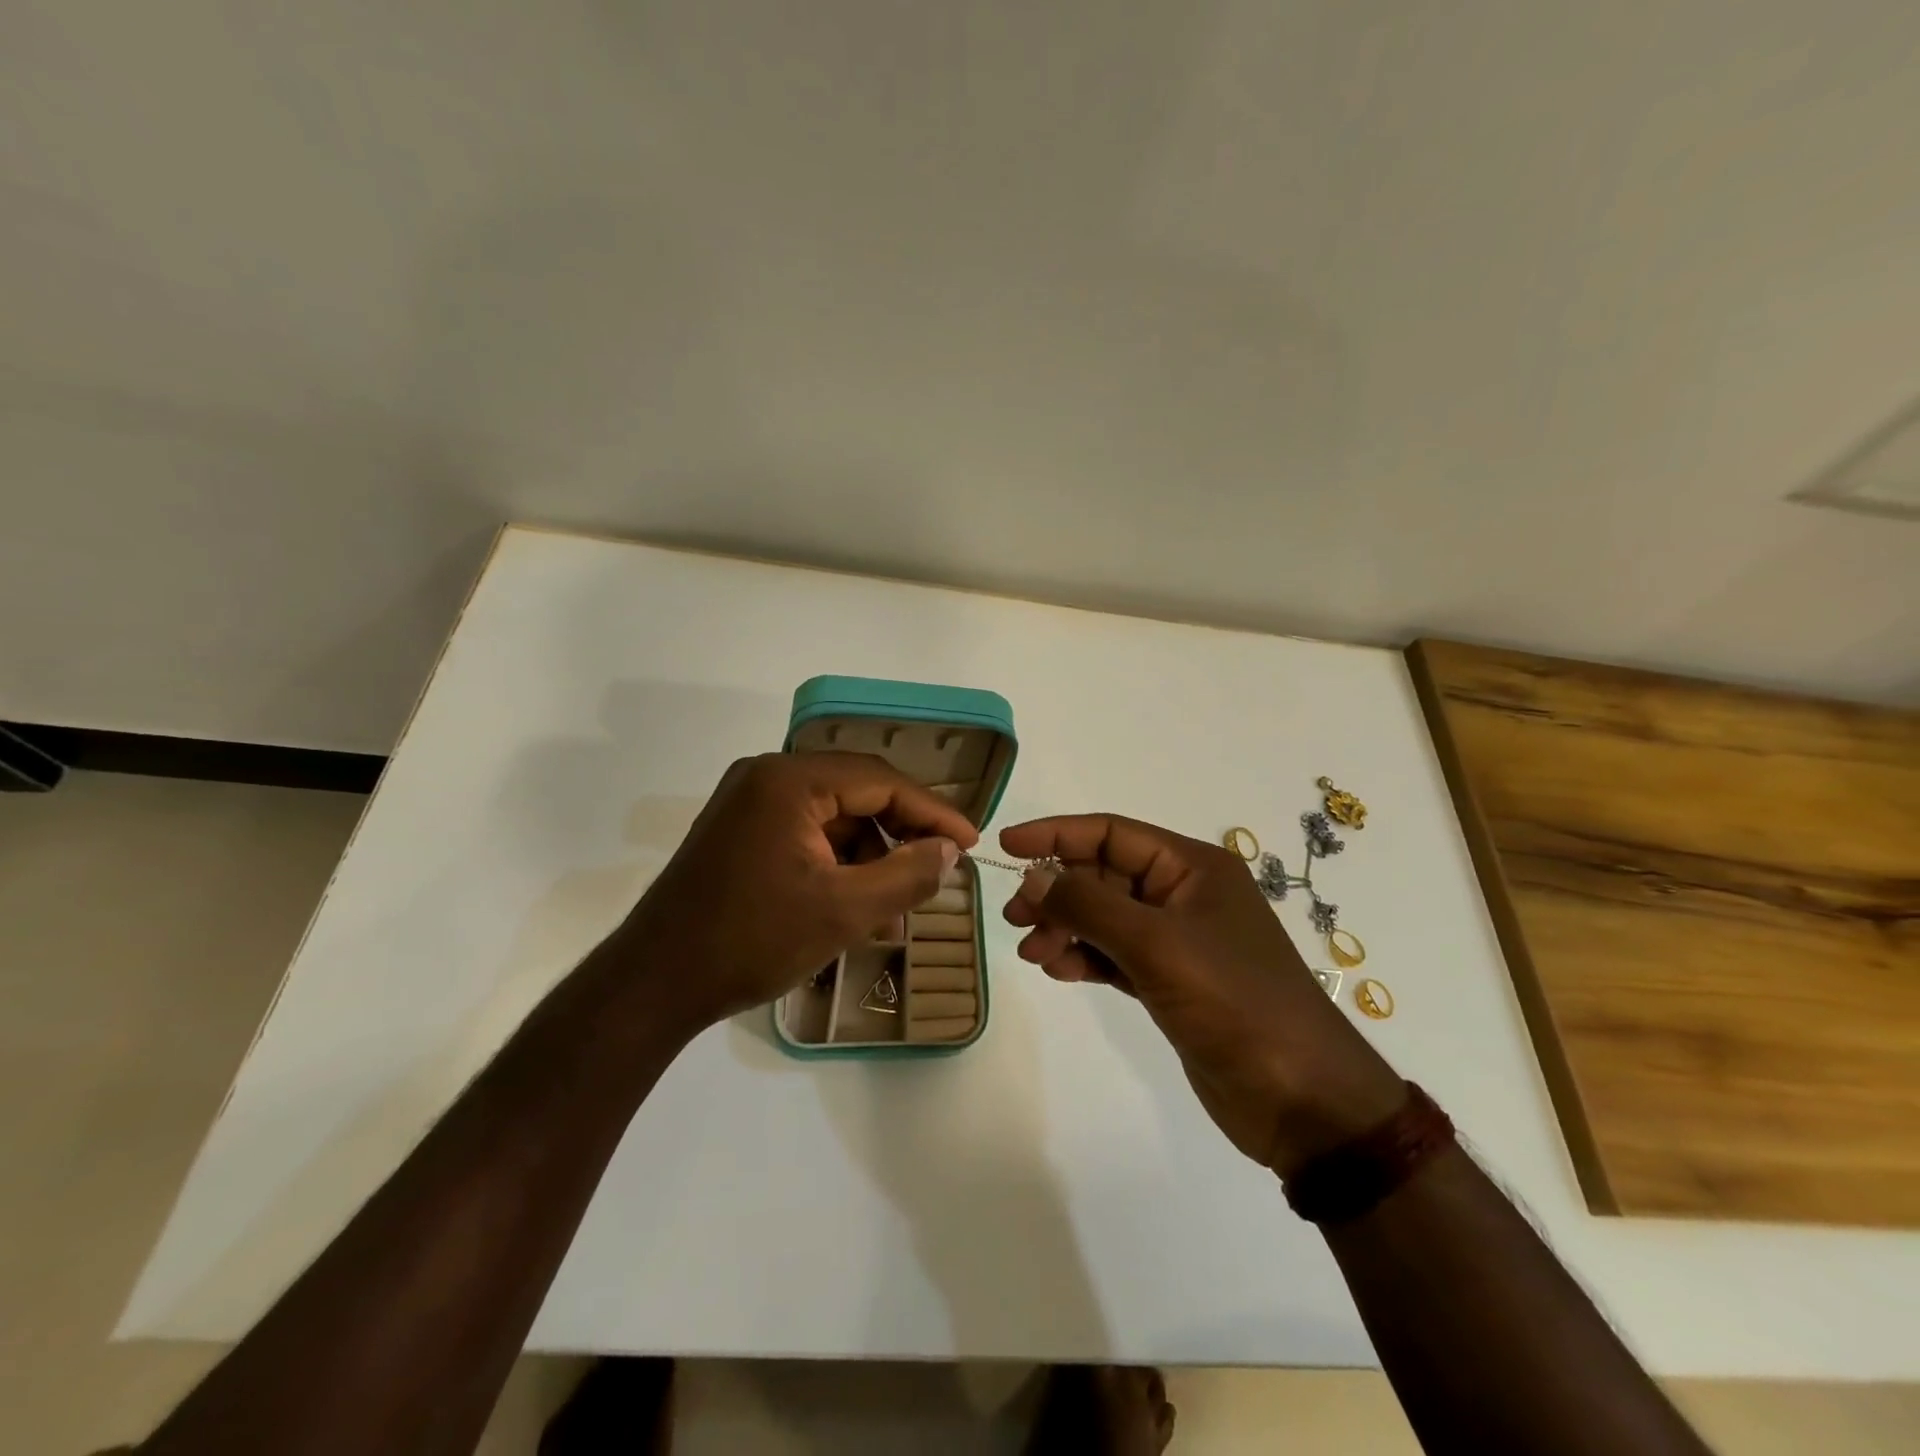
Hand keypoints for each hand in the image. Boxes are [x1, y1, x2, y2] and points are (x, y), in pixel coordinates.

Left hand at [615, 753, 978, 1034]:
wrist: (654, 984)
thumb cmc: (751, 941)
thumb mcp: (843, 912)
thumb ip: (906, 875)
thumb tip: (950, 852)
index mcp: (789, 780)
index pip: (881, 781)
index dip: (932, 812)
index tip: (971, 842)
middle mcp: (767, 776)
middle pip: (857, 792)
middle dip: (902, 832)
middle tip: (940, 868)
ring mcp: (749, 802)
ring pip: (834, 816)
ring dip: (871, 853)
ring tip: (898, 902)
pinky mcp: (740, 830)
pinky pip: (807, 832)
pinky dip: (838, 862)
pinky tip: (858, 902)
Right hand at [1001, 815, 1403, 1176]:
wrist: (1302, 1099)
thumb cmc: (1234, 1002)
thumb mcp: (1157, 945)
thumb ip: (1089, 905)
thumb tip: (1034, 877)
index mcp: (1192, 867)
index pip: (1112, 833)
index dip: (1057, 835)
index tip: (1007, 847)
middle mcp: (1184, 894)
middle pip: (1104, 876)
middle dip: (1057, 891)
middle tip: (1014, 917)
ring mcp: (1177, 940)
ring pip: (1105, 917)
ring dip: (1065, 928)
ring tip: (1033, 952)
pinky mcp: (1171, 982)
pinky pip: (1114, 955)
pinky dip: (1084, 958)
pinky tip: (1058, 970)